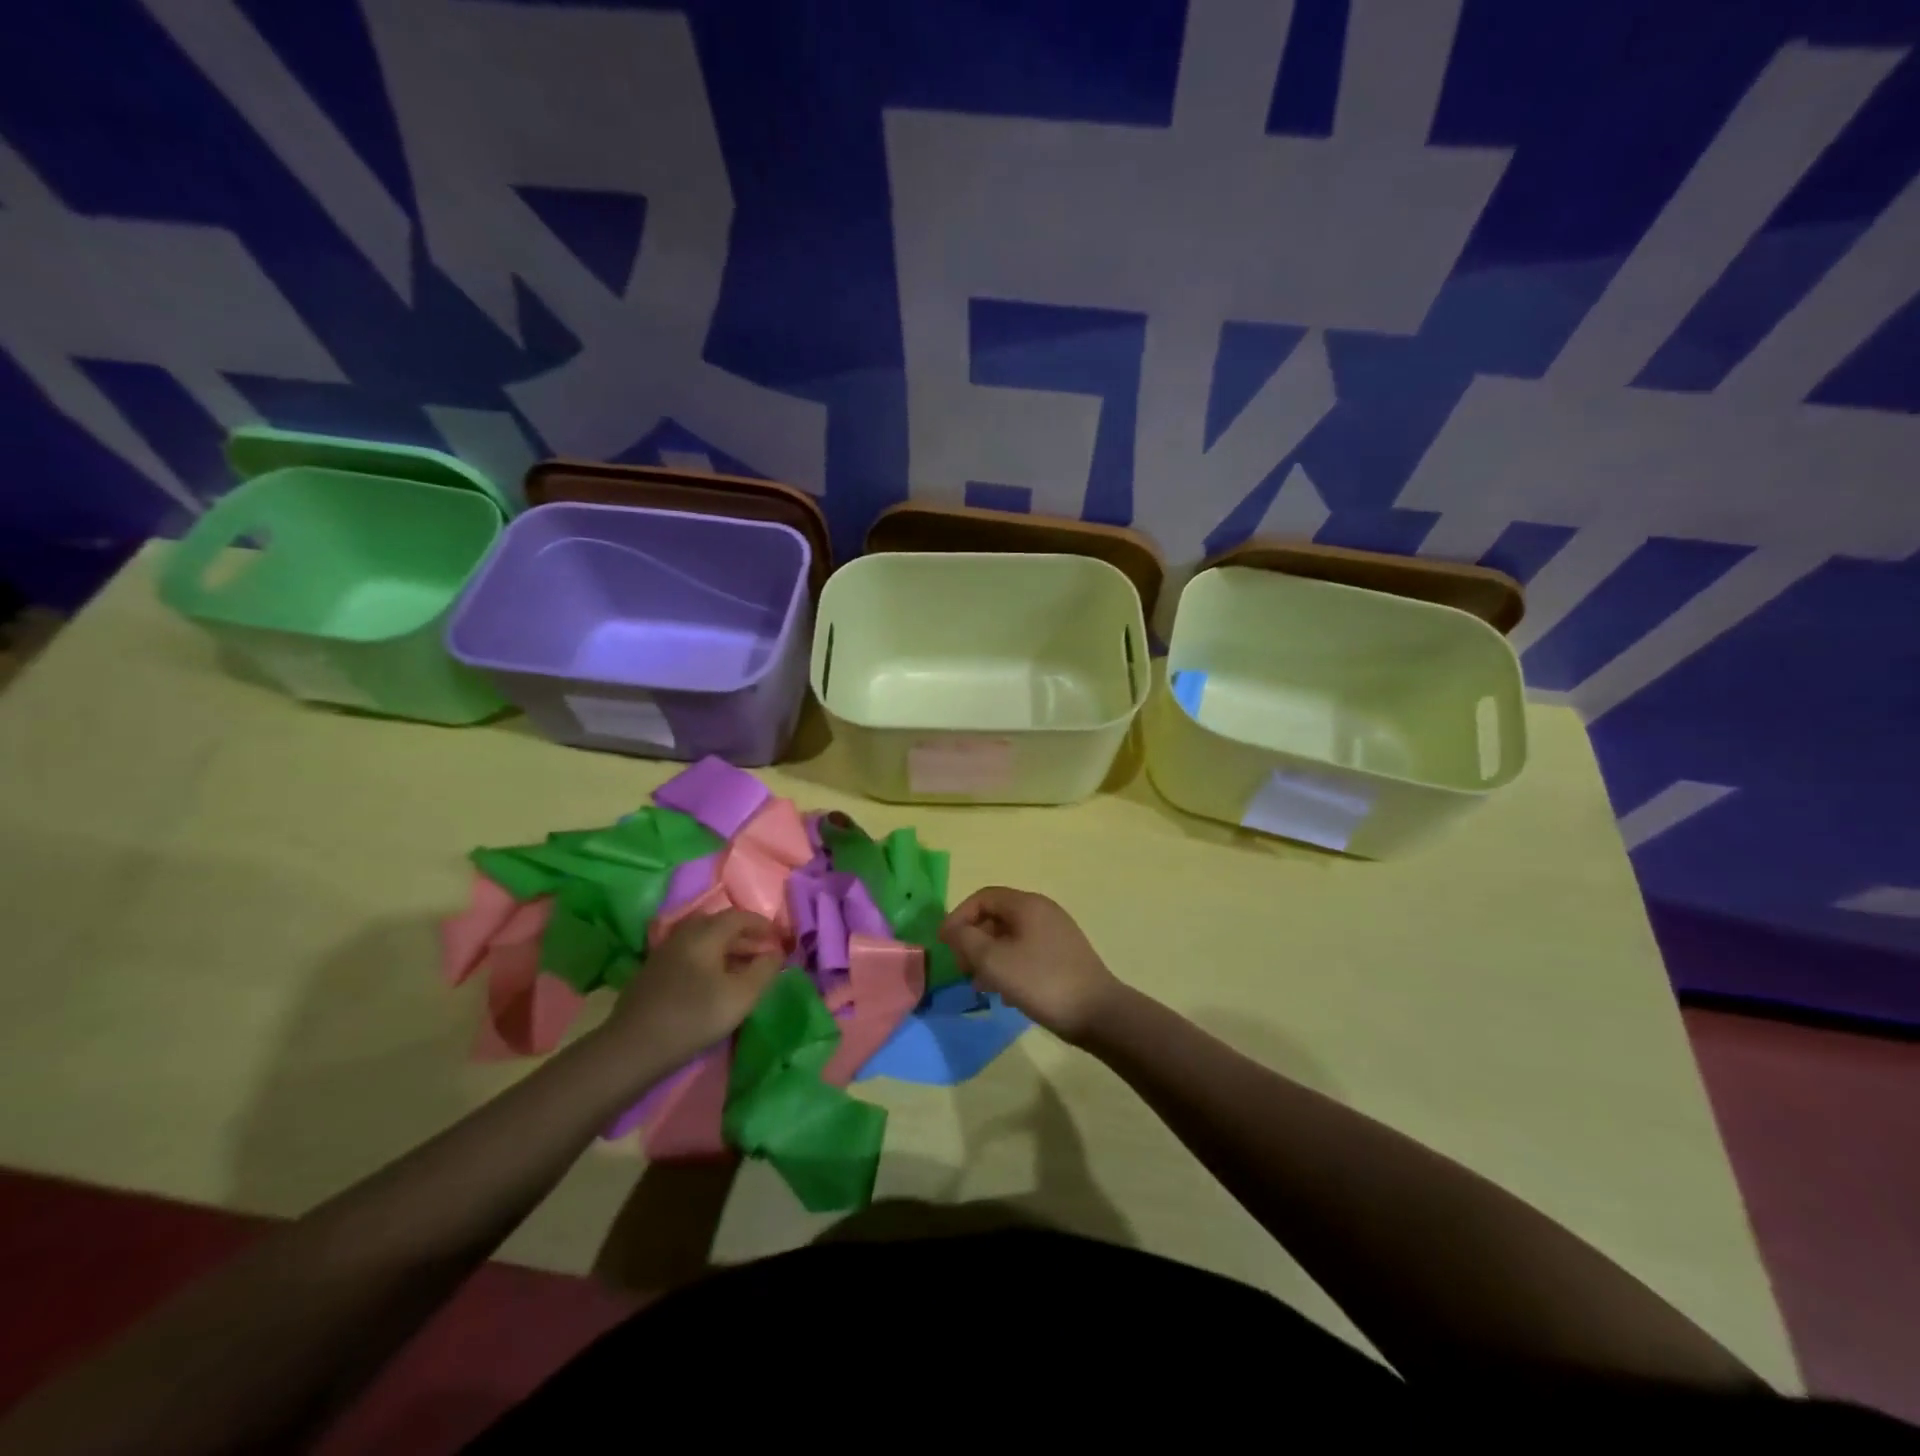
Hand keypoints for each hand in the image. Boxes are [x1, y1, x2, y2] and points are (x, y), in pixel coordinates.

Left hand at [601, 911, 784, 1069]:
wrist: (634, 1047)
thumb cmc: (694, 1016)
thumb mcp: (742, 995)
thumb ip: (765, 970)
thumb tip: (776, 953)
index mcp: (706, 933)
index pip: (740, 916)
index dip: (763, 925)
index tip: (780, 939)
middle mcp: (684, 934)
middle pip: (720, 925)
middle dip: (746, 936)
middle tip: (764, 955)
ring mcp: (665, 952)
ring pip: (703, 940)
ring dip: (727, 949)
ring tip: (743, 969)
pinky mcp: (654, 972)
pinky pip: (690, 954)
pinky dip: (709, 959)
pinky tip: (714, 981)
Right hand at [939, 887, 1121, 1042]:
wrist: (1098, 1013)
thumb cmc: (1041, 982)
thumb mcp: (994, 961)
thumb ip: (966, 941)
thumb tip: (953, 930)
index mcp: (1027, 905)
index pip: (983, 898)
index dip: (959, 917)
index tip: (944, 944)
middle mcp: (1043, 912)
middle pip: (997, 916)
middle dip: (973, 940)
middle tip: (962, 968)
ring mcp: (1056, 934)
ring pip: (1011, 937)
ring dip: (989, 957)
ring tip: (980, 986)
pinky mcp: (1063, 956)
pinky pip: (1026, 952)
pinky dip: (1009, 967)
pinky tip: (1006, 995)